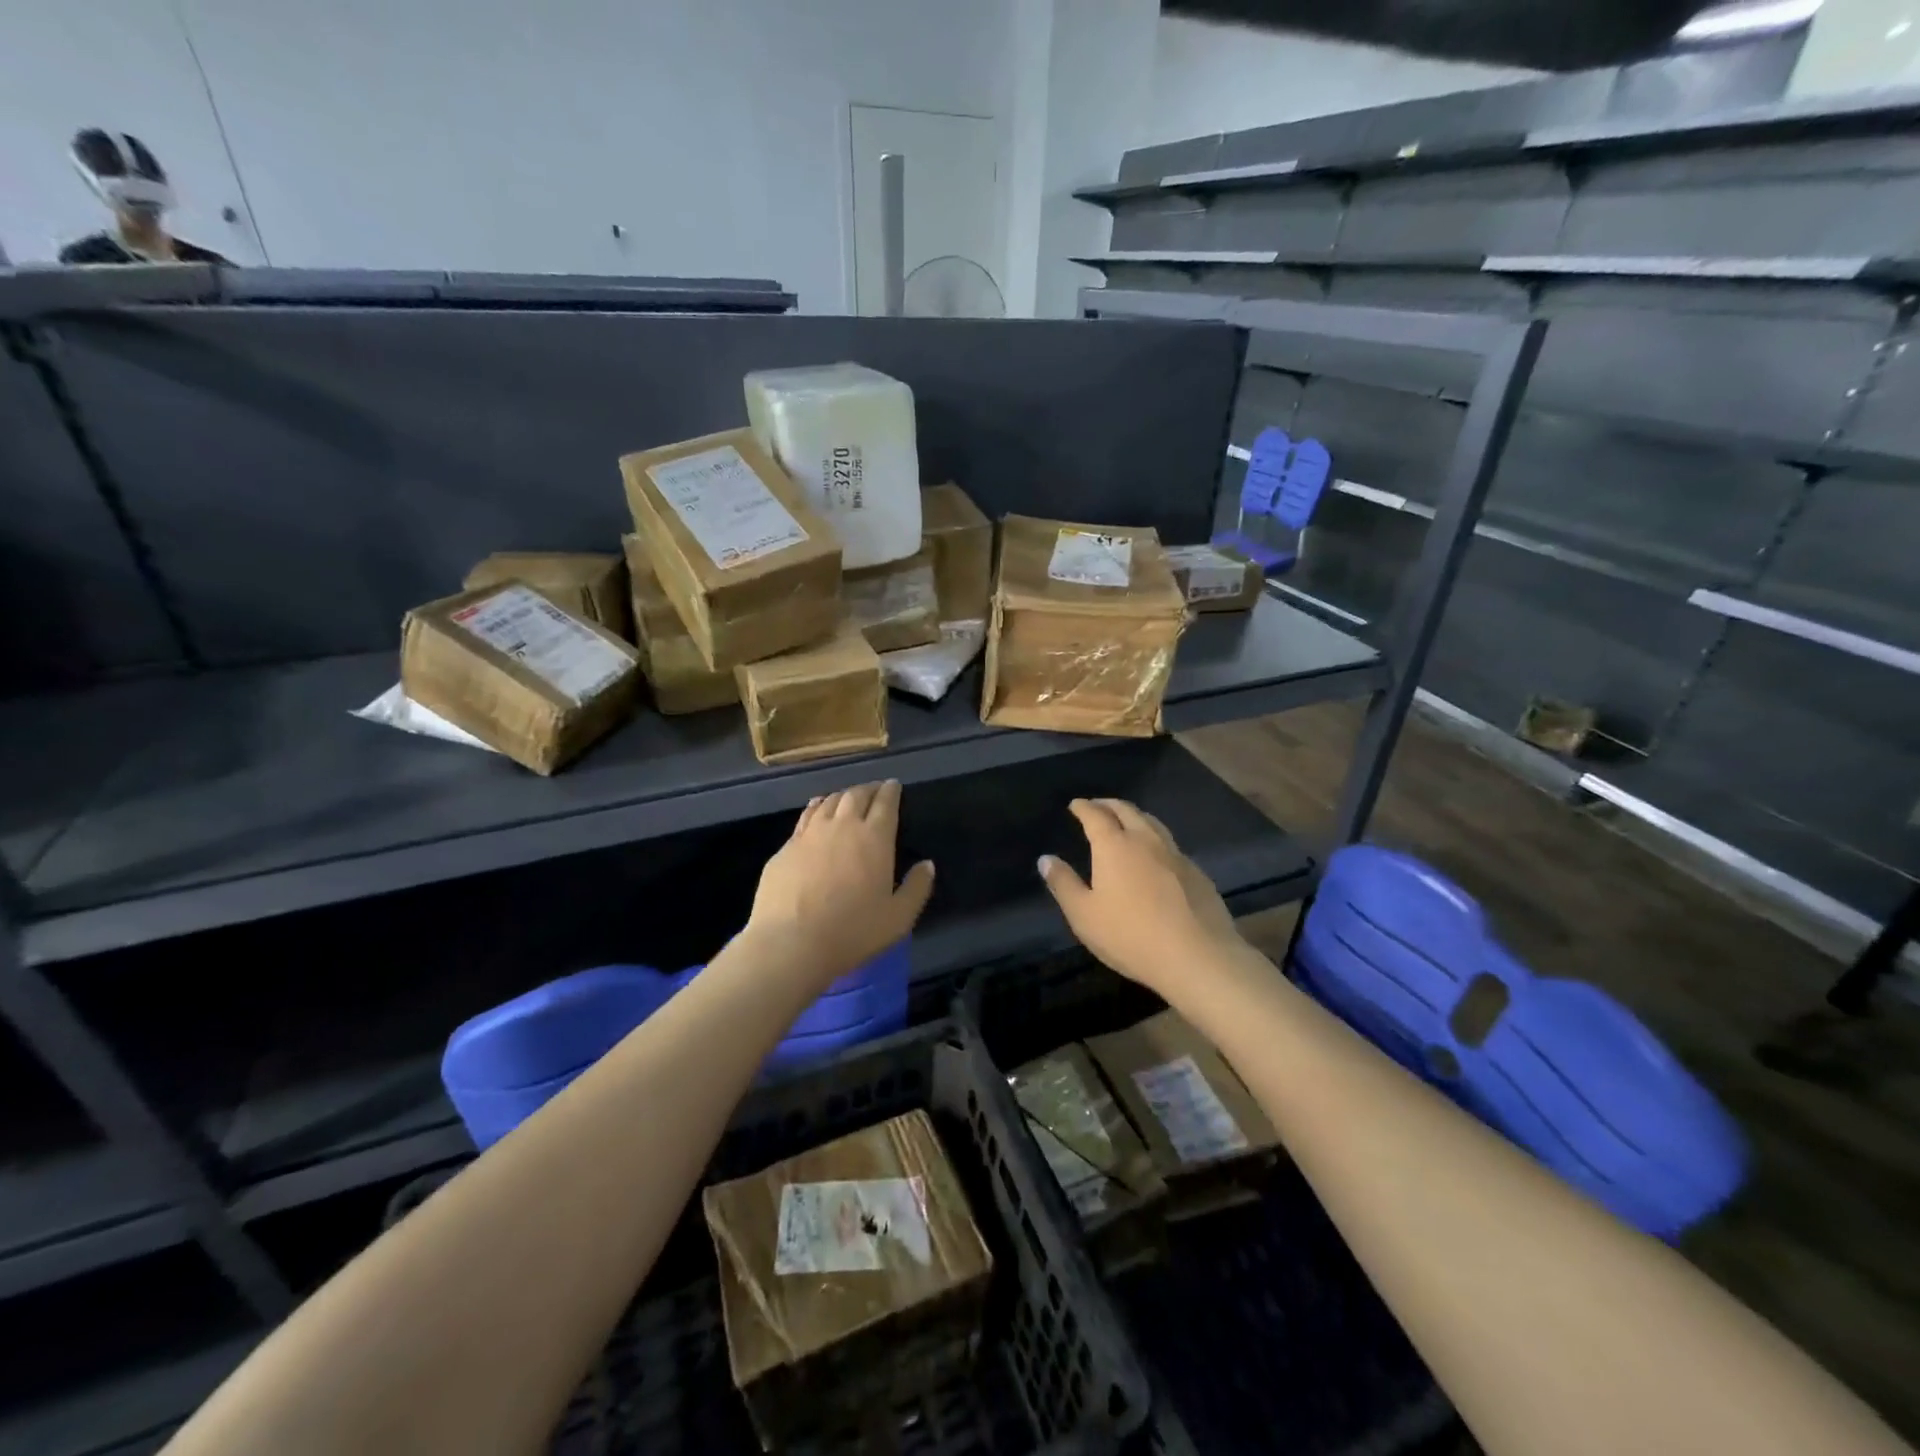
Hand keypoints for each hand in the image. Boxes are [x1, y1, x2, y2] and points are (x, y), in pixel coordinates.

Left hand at [744, 780, 935, 987]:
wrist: (791, 943)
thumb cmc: (853, 932)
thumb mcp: (898, 918)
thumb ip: (917, 888)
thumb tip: (928, 864)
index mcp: (874, 838)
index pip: (886, 803)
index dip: (891, 791)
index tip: (894, 785)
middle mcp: (843, 826)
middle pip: (856, 795)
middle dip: (868, 789)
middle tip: (875, 790)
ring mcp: (810, 834)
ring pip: (829, 801)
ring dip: (843, 795)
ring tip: (848, 797)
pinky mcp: (786, 847)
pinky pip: (805, 816)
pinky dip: (816, 806)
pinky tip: (816, 808)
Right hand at [1039, 798, 1241, 995]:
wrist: (1198, 957)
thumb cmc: (1130, 936)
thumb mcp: (1084, 915)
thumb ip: (1063, 884)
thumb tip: (1046, 859)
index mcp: (1115, 846)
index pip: (1096, 815)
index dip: (1084, 807)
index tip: (1076, 804)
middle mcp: (1146, 840)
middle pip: (1127, 810)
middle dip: (1109, 804)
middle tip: (1098, 806)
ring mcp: (1176, 854)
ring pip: (1153, 823)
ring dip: (1136, 816)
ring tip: (1127, 821)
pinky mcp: (1197, 872)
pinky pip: (1171, 845)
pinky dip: (1156, 839)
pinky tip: (1156, 855)